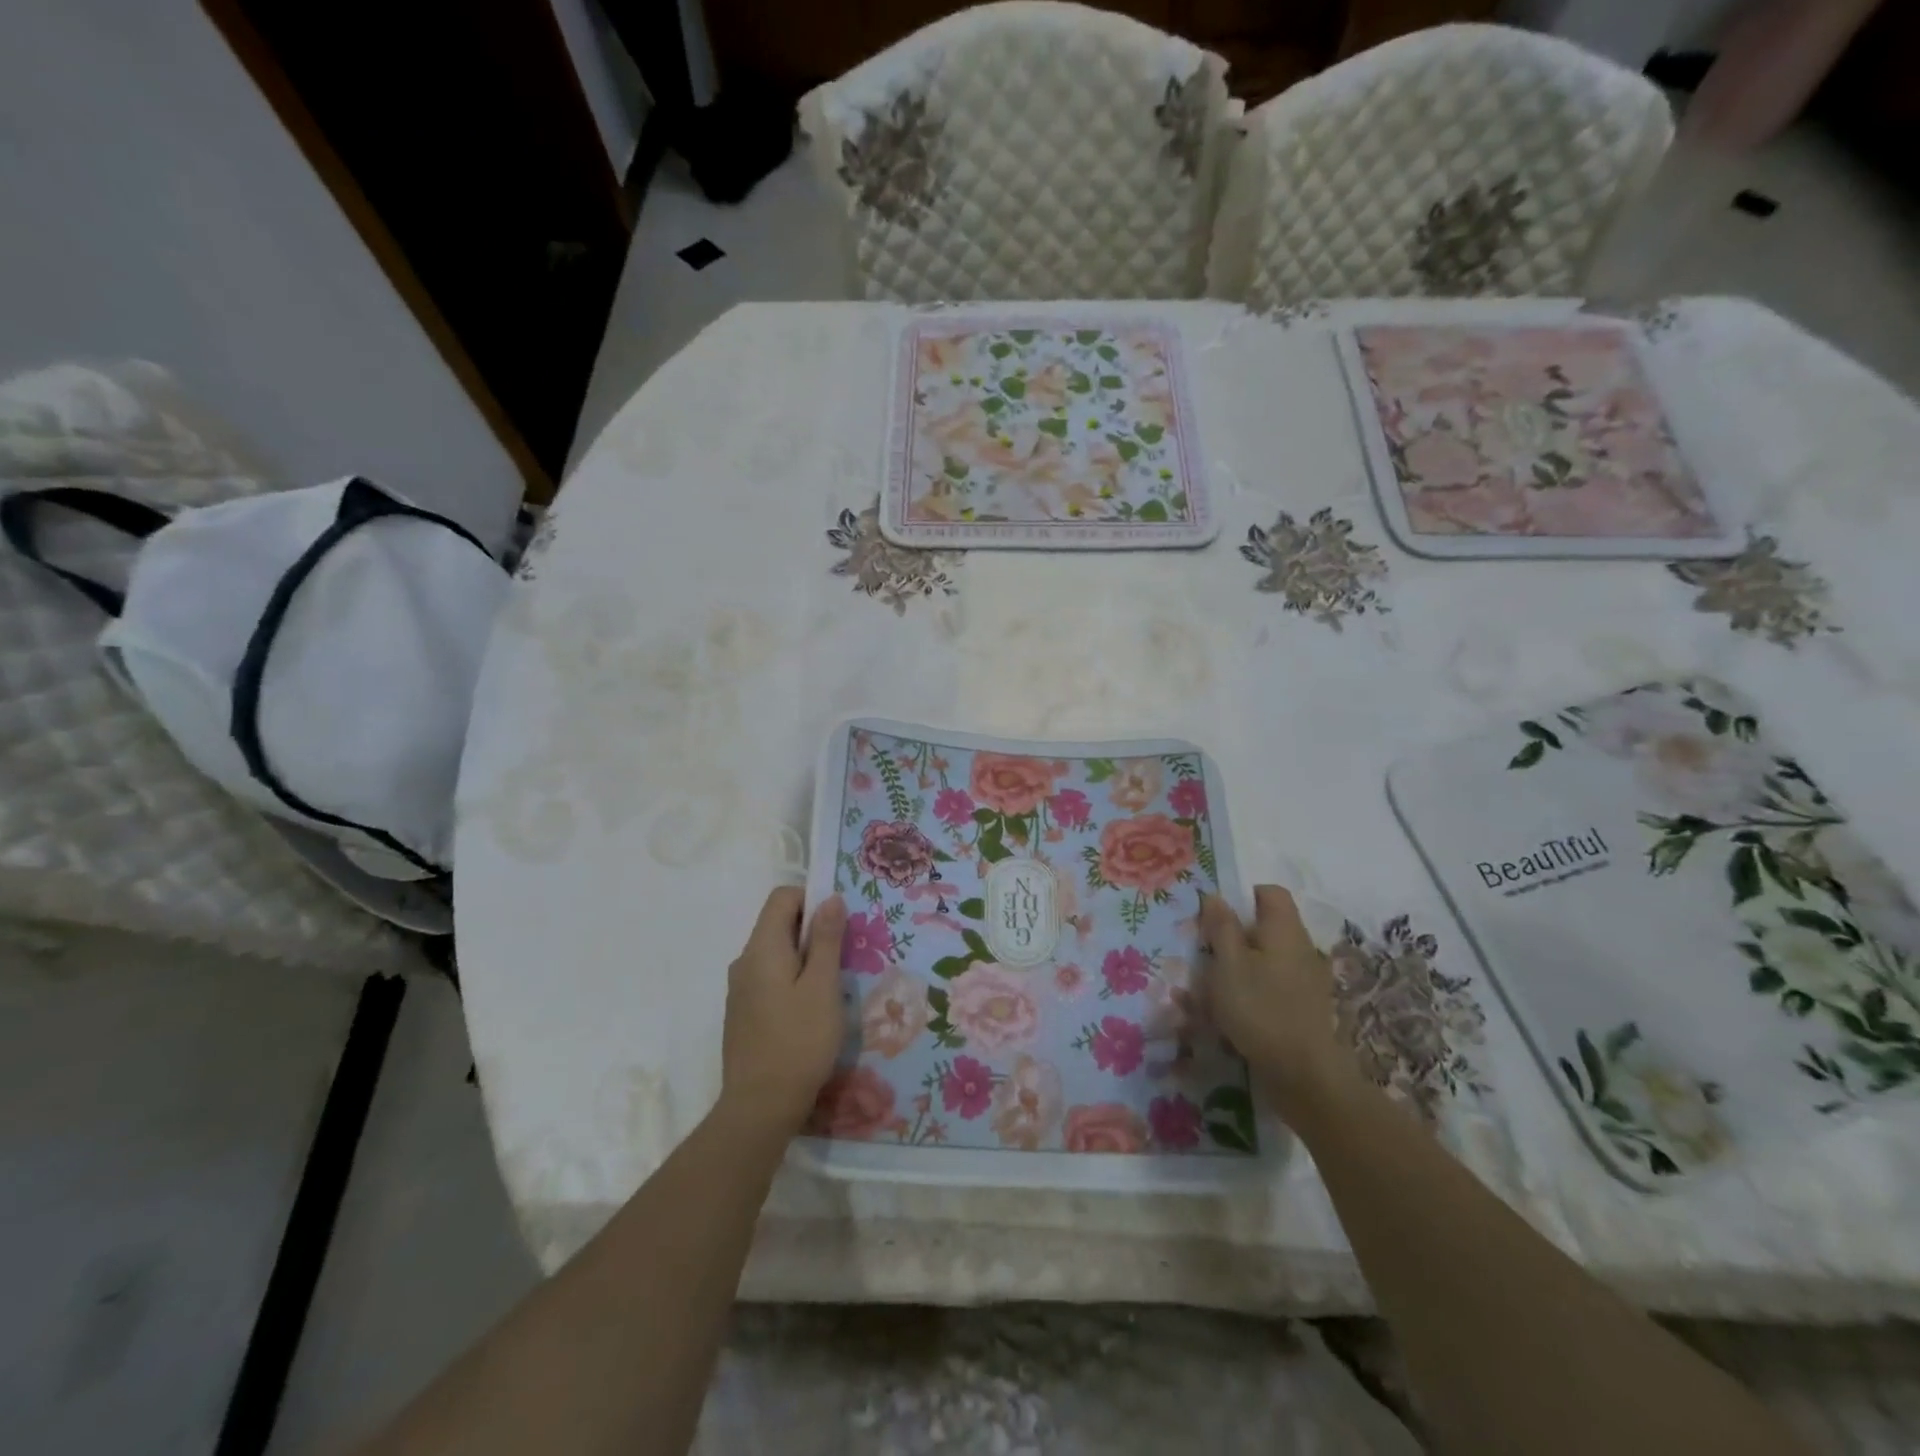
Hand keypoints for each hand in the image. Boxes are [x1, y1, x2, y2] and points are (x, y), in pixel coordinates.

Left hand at [719, 889, 847, 1135]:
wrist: (759, 1107)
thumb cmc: (799, 1041)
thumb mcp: (823, 986)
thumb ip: (827, 939)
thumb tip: (831, 898)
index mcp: (762, 948)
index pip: (782, 897)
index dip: (812, 898)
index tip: (841, 921)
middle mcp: (745, 961)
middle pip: (779, 923)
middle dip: (814, 929)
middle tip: (846, 953)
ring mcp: (740, 989)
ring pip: (776, 953)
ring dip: (806, 956)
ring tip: (834, 983)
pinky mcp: (743, 1013)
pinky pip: (770, 978)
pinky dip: (793, 979)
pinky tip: (812, 1009)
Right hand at [1200, 885, 1362, 1120]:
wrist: (1303, 1075)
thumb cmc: (1259, 1009)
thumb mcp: (1228, 963)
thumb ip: (1221, 927)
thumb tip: (1215, 896)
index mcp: (1284, 930)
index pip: (1269, 893)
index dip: (1241, 897)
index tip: (1214, 917)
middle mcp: (1300, 948)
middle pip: (1263, 928)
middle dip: (1231, 938)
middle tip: (1203, 955)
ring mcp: (1304, 981)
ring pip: (1263, 960)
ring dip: (1234, 969)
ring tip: (1206, 991)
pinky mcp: (1301, 1008)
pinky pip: (1268, 988)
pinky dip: (1247, 994)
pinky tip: (1224, 1016)